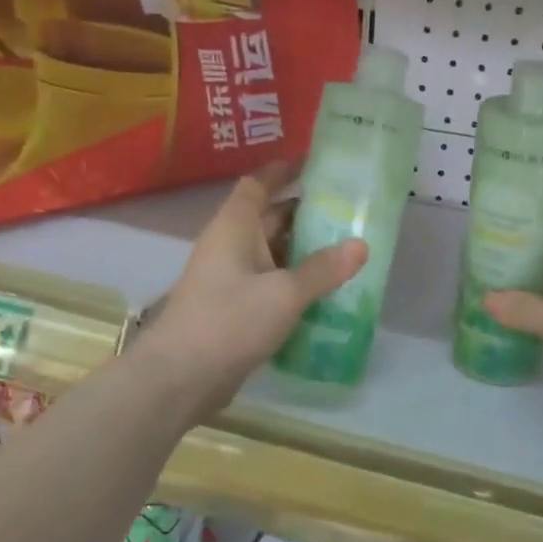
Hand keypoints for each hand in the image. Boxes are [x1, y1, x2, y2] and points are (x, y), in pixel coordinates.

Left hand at [127, 163, 366, 421]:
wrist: (181, 377)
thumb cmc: (230, 320)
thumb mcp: (284, 293)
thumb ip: (323, 269)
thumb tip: (361, 245)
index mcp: (235, 227)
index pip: (258, 184)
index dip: (284, 171)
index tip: (315, 164)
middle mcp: (230, 246)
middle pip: (270, 218)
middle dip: (306, 213)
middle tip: (349, 212)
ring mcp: (230, 279)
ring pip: (273, 254)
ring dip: (304, 251)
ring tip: (346, 250)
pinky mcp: (234, 309)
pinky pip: (270, 283)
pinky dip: (295, 282)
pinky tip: (325, 292)